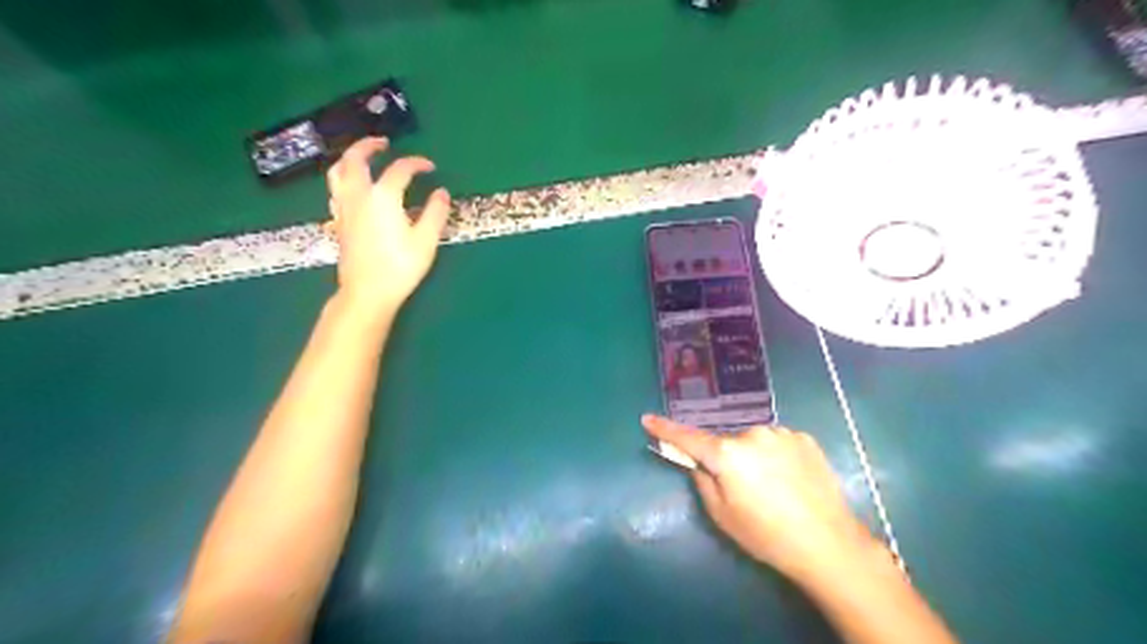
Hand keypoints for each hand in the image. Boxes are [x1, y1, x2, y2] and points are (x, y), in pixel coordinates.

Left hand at [324, 137, 449, 317]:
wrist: (367, 292)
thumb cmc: (400, 267)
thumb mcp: (426, 241)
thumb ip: (435, 213)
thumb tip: (441, 193)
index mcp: (383, 197)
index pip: (400, 169)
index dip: (417, 163)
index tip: (430, 167)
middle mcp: (359, 195)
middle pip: (356, 159)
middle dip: (368, 146)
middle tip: (383, 142)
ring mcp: (344, 208)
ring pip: (338, 172)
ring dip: (349, 158)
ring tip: (362, 158)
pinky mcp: (338, 221)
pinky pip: (335, 190)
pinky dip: (344, 179)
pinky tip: (353, 188)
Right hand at [641, 416, 876, 584]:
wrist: (829, 543)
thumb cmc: (767, 535)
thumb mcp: (722, 515)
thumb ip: (702, 480)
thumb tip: (697, 462)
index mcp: (728, 454)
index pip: (688, 437)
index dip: (665, 429)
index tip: (647, 419)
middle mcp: (752, 434)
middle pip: (726, 442)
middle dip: (726, 458)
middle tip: (742, 488)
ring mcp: (781, 433)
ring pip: (754, 441)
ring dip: (753, 456)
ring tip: (772, 487)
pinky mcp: (804, 438)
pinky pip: (777, 442)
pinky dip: (775, 455)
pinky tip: (790, 479)